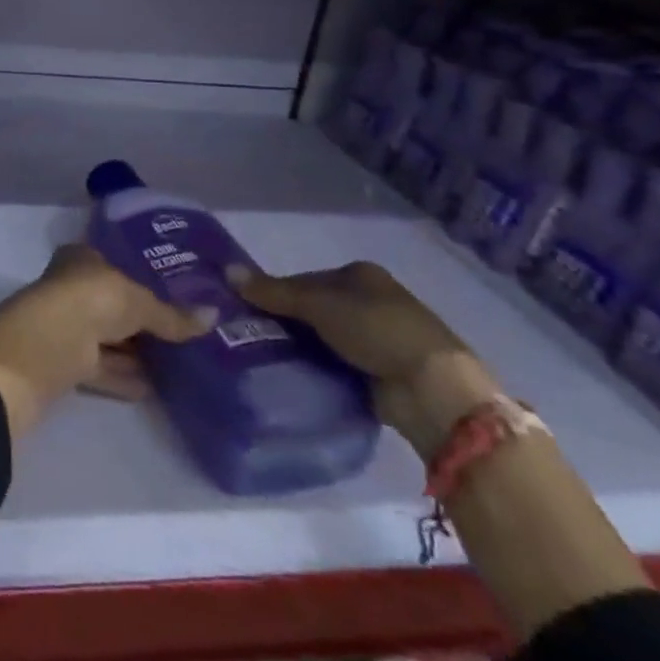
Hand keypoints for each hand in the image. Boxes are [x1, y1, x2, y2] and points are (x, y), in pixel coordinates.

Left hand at [0, 244, 207, 438]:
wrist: (45, 346)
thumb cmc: (90, 300)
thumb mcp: (139, 302)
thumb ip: (172, 314)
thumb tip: (213, 317)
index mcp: (81, 258)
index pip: (115, 261)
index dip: (142, 274)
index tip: (175, 290)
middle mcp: (71, 287)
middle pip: (112, 302)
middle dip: (143, 318)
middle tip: (185, 329)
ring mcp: (66, 325)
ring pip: (108, 337)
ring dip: (137, 351)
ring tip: (180, 362)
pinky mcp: (66, 363)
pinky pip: (104, 367)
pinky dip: (126, 376)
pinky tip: (156, 388)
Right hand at [227, 260, 500, 457]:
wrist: (433, 389)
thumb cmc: (377, 330)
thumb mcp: (319, 304)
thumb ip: (274, 291)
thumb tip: (227, 271)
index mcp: (360, 275)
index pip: (305, 279)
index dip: (276, 292)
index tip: (249, 310)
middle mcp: (369, 302)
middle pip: (313, 309)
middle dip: (286, 322)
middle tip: (250, 336)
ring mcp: (377, 339)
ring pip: (323, 339)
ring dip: (300, 348)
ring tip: (263, 359)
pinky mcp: (379, 373)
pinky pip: (336, 366)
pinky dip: (318, 369)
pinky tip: (293, 376)